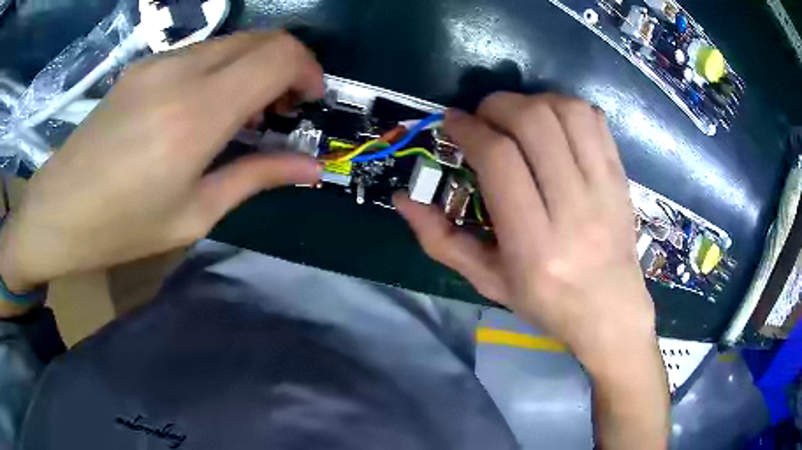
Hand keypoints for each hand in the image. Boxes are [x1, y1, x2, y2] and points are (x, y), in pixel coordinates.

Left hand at [0, 32, 323, 292]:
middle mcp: (181, 71)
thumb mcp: (194, 214)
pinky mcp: (143, 65)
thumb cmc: (122, 227)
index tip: (310, 100)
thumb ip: (256, 177)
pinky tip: (204, 105)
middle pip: (261, 38)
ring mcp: (158, 62)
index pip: (279, 56)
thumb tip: (311, 168)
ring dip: (254, 65)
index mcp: (196, 114)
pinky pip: (200, 52)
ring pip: (231, 42)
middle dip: (288, 63)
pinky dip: (222, 68)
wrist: (58, 210)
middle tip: (283, 107)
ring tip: (243, 111)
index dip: (309, 69)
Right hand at [395, 93, 667, 446]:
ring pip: (566, 112)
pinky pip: (594, 119)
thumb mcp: (488, 281)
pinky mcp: (620, 177)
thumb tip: (404, 199)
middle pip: (534, 122)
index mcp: (535, 245)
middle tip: (483, 117)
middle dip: (497, 105)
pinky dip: (565, 106)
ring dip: (532, 101)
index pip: (500, 159)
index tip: (453, 122)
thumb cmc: (546, 302)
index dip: (470, 128)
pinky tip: (551, 123)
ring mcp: (604, 189)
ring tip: (516, 117)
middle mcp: (574, 210)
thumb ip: (441, 240)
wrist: (611, 312)